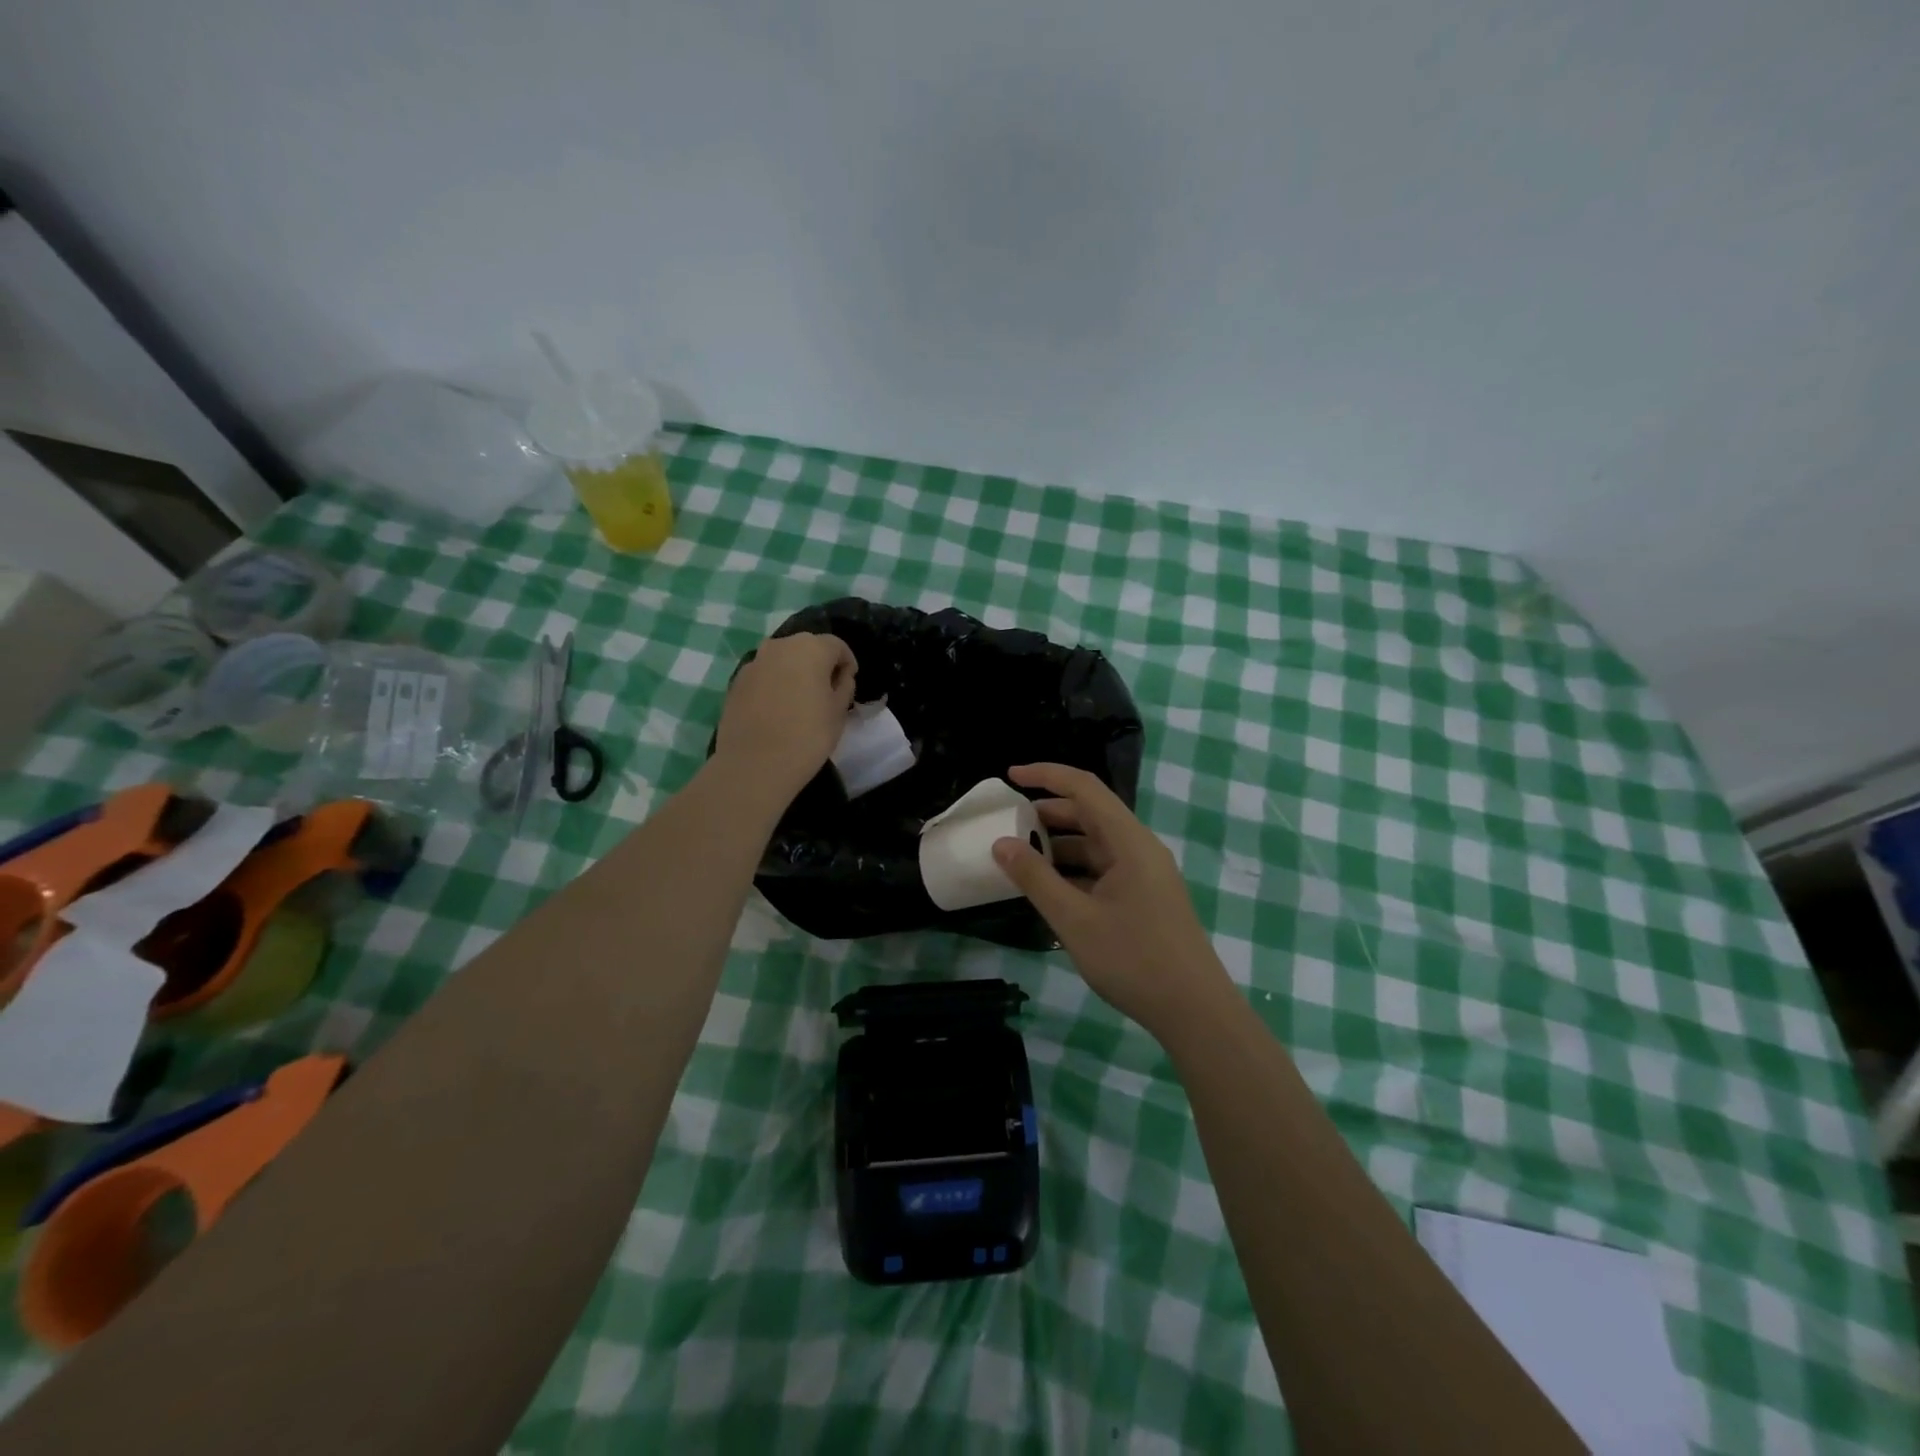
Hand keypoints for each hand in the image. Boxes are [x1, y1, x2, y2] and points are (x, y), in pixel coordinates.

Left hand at [714, 632, 856, 801]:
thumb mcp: (839, 712)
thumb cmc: (808, 735)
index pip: (837, 646)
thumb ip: (844, 686)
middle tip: (826, 692)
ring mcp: (755, 662)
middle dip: (819, 665)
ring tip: (800, 701)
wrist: (755, 764)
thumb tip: (840, 676)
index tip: (849, 685)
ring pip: (783, 660)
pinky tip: (777, 710)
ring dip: (795, 673)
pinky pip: (764, 675)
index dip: (847, 664)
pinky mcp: (736, 681)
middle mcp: (780, 646)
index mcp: (811, 648)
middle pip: (807, 647)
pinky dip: (774, 685)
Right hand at [992, 763, 1233, 1037]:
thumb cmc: (1134, 960)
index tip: (1010, 776)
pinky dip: (1074, 871)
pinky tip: (1050, 890)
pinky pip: (1103, 870)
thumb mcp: (1074, 920)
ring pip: (1096, 845)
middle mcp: (1140, 848)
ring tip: (1021, 858)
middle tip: (1009, 823)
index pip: (1085, 787)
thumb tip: (1002, 843)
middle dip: (1048, 813)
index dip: (1046, 775)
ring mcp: (1145, 874)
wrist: (1195, 1011)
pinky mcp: (1145, 897)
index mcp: (1129, 841)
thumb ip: (1036, 878)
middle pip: (1091, 814)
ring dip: (1060, 846)